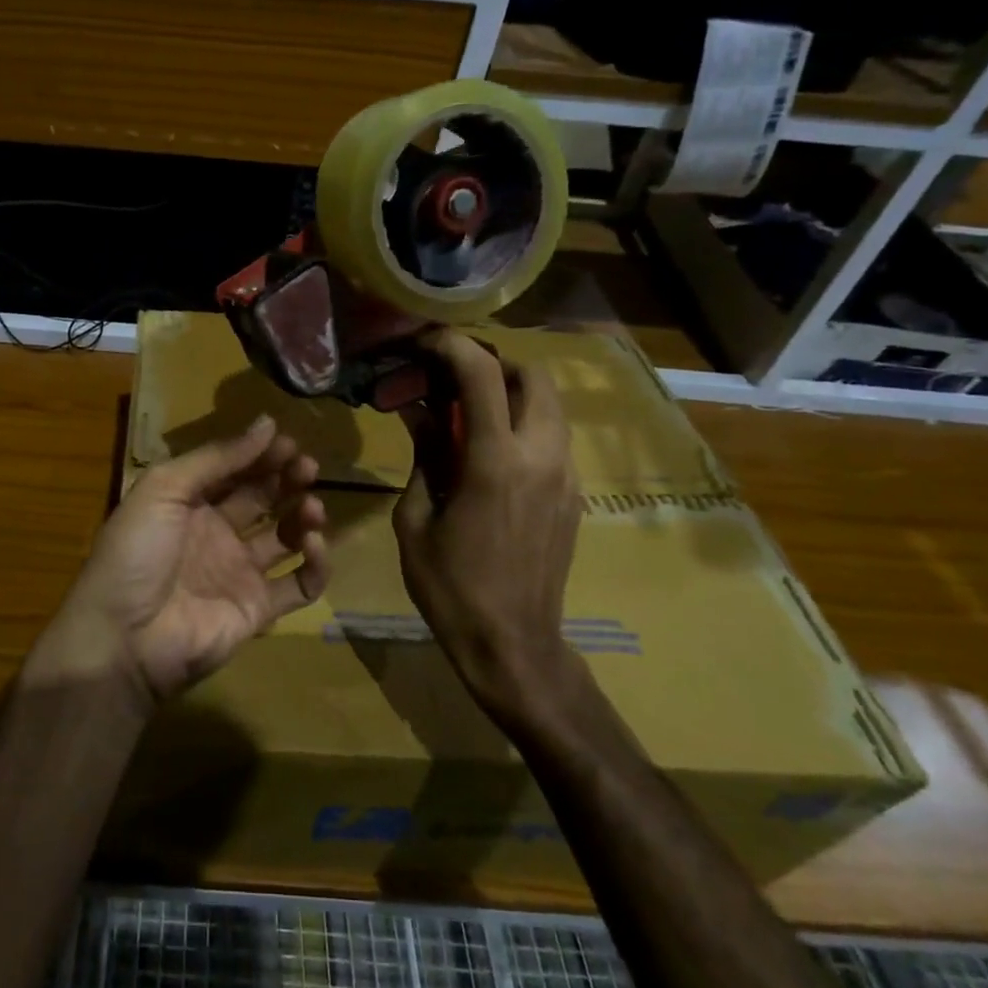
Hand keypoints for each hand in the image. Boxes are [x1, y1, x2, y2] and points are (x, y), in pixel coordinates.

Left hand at [31, 416, 330, 709]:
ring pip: (284, 538)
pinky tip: (313, 544)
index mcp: (189, 504)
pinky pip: (298, 585)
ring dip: (303, 516)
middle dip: (287, 479)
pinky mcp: (257, 609)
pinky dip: (315, 565)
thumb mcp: (164, 489)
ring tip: (312, 506)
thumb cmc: (136, 553)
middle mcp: (216, 533)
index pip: (234, 471)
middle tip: (308, 467)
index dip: (260, 455)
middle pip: (262, 499)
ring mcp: (238, 572)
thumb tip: (267, 423)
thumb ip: (216, 458)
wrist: (123, 638)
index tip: (289, 441)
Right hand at [392, 332, 581, 716]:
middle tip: (450, 377)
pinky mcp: (574, 495)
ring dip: (510, 392)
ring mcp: (565, 475)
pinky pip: (552, 437)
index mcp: (495, 462)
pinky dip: (522, 423)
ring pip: (549, 405)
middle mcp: (541, 456)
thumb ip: (423, 457)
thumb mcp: (414, 520)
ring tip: (466, 411)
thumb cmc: (450, 586)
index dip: (451, 345)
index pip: (482, 374)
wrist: (512, 644)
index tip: (423, 343)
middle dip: (491, 362)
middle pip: (533, 375)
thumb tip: (418, 412)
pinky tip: (488, 452)